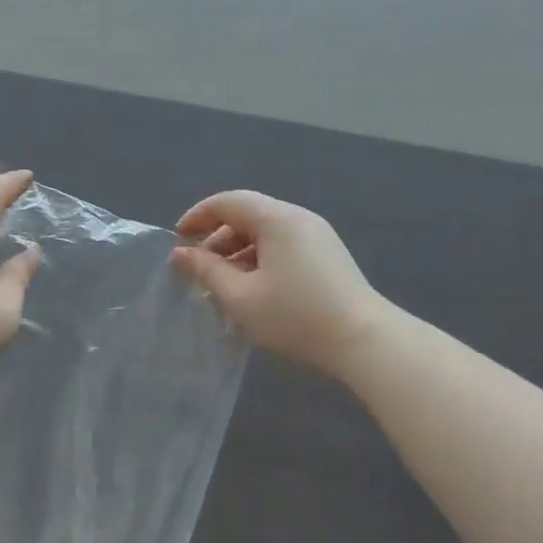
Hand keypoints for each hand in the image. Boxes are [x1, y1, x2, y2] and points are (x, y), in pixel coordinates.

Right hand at [170, 191, 388, 378]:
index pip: (229, 201)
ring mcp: (318, 237)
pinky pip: (284, 247)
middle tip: (198, 271)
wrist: (363, 341)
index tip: (178, 240)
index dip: (199, 216)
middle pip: (249, 216)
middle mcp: (299, 218)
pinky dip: (260, 261)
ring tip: (222, 286)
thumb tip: (181, 254)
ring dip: (238, 253)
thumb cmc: (296, 316)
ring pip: (267, 234)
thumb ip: (207, 271)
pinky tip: (253, 291)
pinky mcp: (328, 257)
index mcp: (277, 218)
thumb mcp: (241, 297)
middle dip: (218, 239)